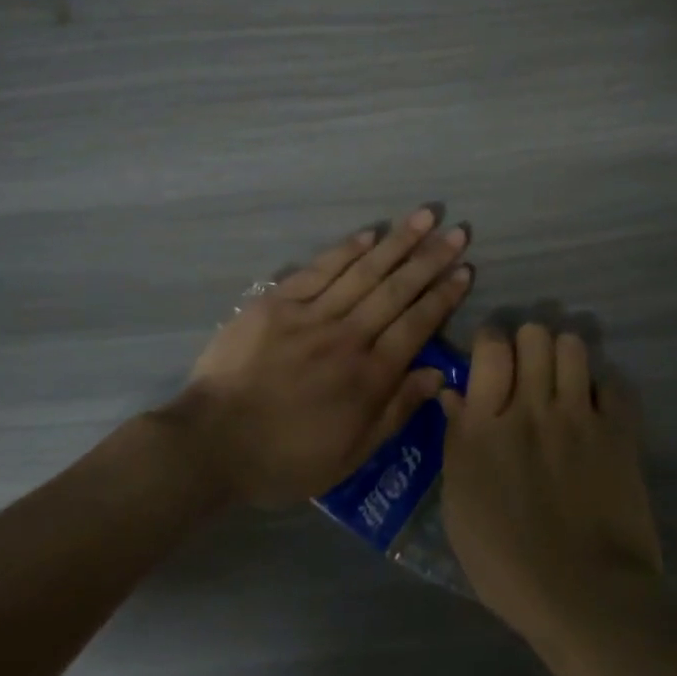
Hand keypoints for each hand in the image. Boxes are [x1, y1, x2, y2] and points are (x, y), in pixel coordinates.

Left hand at [170, 208, 474, 505]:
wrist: (211, 443)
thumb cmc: (285, 458)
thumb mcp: (350, 455)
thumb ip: (396, 411)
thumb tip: (438, 375)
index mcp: (369, 376)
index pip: (417, 325)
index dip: (443, 296)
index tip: (465, 270)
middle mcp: (347, 337)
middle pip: (397, 290)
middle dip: (430, 259)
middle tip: (457, 232)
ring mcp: (311, 315)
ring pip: (364, 271)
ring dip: (397, 242)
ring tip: (425, 217)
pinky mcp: (277, 302)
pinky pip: (319, 269)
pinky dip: (346, 250)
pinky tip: (369, 233)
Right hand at [441, 324, 662, 641]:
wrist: (585, 596)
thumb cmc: (506, 563)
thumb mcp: (459, 508)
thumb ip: (456, 442)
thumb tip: (453, 395)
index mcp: (486, 425)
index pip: (490, 346)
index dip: (491, 340)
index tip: (492, 357)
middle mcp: (531, 408)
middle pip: (534, 335)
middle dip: (528, 344)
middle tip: (527, 372)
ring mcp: (579, 417)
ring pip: (573, 346)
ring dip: (564, 357)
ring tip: (562, 383)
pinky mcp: (618, 433)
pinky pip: (614, 383)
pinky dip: (603, 389)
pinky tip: (595, 410)